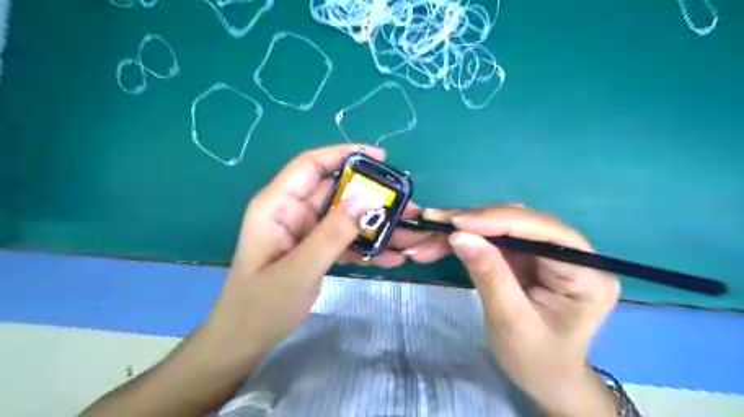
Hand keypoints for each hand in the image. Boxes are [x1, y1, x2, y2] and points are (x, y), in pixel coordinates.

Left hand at [202, 145, 437, 365]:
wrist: (246, 340)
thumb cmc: (261, 306)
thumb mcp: (299, 269)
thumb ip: (332, 234)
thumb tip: (366, 200)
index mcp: (277, 205)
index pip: (311, 165)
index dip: (344, 154)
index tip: (381, 158)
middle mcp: (293, 212)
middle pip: (337, 192)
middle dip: (372, 197)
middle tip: (407, 204)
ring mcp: (306, 231)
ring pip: (346, 218)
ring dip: (376, 226)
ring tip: (409, 234)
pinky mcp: (315, 249)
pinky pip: (345, 240)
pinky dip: (366, 247)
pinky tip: (392, 258)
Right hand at [405, 205, 619, 416]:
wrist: (544, 379)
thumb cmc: (536, 360)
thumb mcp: (511, 323)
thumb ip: (489, 276)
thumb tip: (459, 236)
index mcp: (586, 273)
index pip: (544, 231)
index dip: (498, 220)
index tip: (455, 222)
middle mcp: (570, 253)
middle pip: (519, 221)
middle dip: (473, 222)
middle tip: (432, 223)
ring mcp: (546, 252)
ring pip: (501, 225)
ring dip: (463, 227)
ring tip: (430, 233)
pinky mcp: (526, 256)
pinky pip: (493, 238)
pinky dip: (465, 238)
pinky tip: (441, 242)